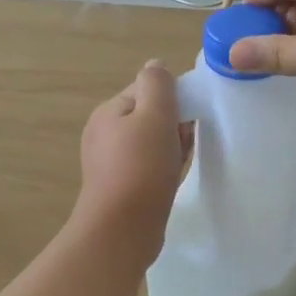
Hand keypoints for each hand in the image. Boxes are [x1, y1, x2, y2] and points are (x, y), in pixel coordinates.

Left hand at [76, 61, 191, 253]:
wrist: (122, 230)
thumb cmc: (141, 168)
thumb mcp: (154, 115)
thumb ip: (158, 85)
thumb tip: (156, 66)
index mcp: (108, 112)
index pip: (146, 89)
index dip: (173, 98)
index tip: (191, 116)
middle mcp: (104, 134)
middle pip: (149, 116)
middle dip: (174, 123)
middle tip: (190, 139)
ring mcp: (111, 163)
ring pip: (151, 142)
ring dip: (172, 146)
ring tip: (185, 159)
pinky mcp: (122, 188)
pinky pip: (149, 166)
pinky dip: (165, 166)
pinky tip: (176, 175)